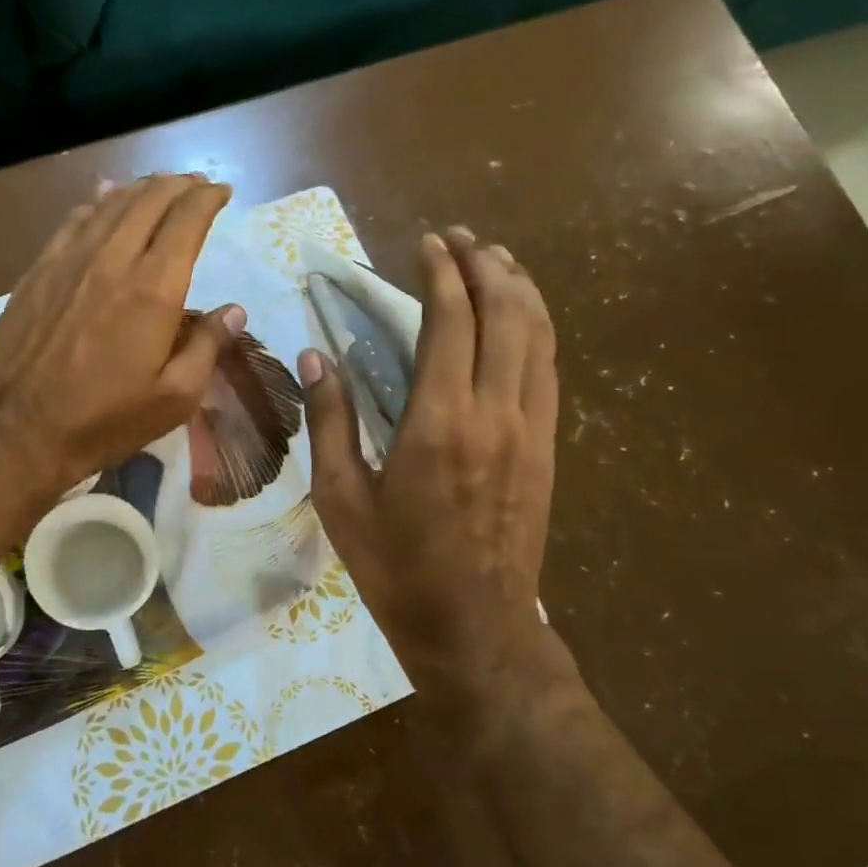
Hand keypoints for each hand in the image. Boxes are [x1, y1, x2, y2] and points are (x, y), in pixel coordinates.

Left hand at [0, 174, 245, 504]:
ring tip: (159, 187)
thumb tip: (234, 311)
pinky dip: (98, 202)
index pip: (187, 220)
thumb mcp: (173, 398)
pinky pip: (74, 220)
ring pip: (111, 203)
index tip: (222, 192)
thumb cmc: (103, 420)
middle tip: (196, 185)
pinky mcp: (38, 271)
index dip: (208, 198)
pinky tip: (104, 199)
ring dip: (141, 188)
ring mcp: (69, 260)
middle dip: (179, 185)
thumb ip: (207, 347)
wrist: (13, 430)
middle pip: (150, 199)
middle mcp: (112, 259)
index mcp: (153, 288)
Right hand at [300, 228, 571, 725]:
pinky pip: (550, 368)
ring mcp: (532, 429)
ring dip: (520, 288)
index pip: (450, 321)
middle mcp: (495, 413)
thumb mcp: (341, 499)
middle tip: (462, 239)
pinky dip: (538, 327)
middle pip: (507, 313)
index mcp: (439, 422)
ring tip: (497, 259)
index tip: (427, 243)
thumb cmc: (396, 567)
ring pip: (539, 335)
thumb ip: (331, 421)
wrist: (475, 627)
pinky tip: (522, 316)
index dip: (442, 273)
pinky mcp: (549, 448)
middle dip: (486, 265)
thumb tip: (317, 358)